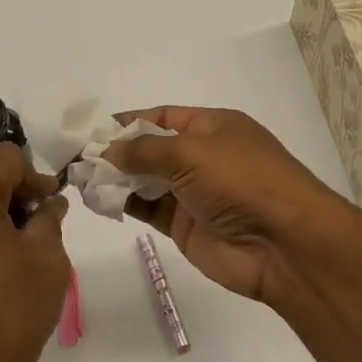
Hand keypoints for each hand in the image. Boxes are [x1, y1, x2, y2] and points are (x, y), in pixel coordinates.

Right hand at [103, 106, 353, 302]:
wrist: (283, 244)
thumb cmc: (241, 181)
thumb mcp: (191, 152)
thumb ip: (143, 149)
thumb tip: (107, 149)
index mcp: (213, 127)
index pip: (162, 116)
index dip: (129, 121)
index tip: (92, 129)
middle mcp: (203, 157)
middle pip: (151, 149)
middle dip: (117, 151)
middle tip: (78, 157)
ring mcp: (194, 193)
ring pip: (146, 180)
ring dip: (116, 178)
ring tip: (80, 178)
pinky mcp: (185, 226)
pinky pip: (148, 208)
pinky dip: (124, 203)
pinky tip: (97, 198)